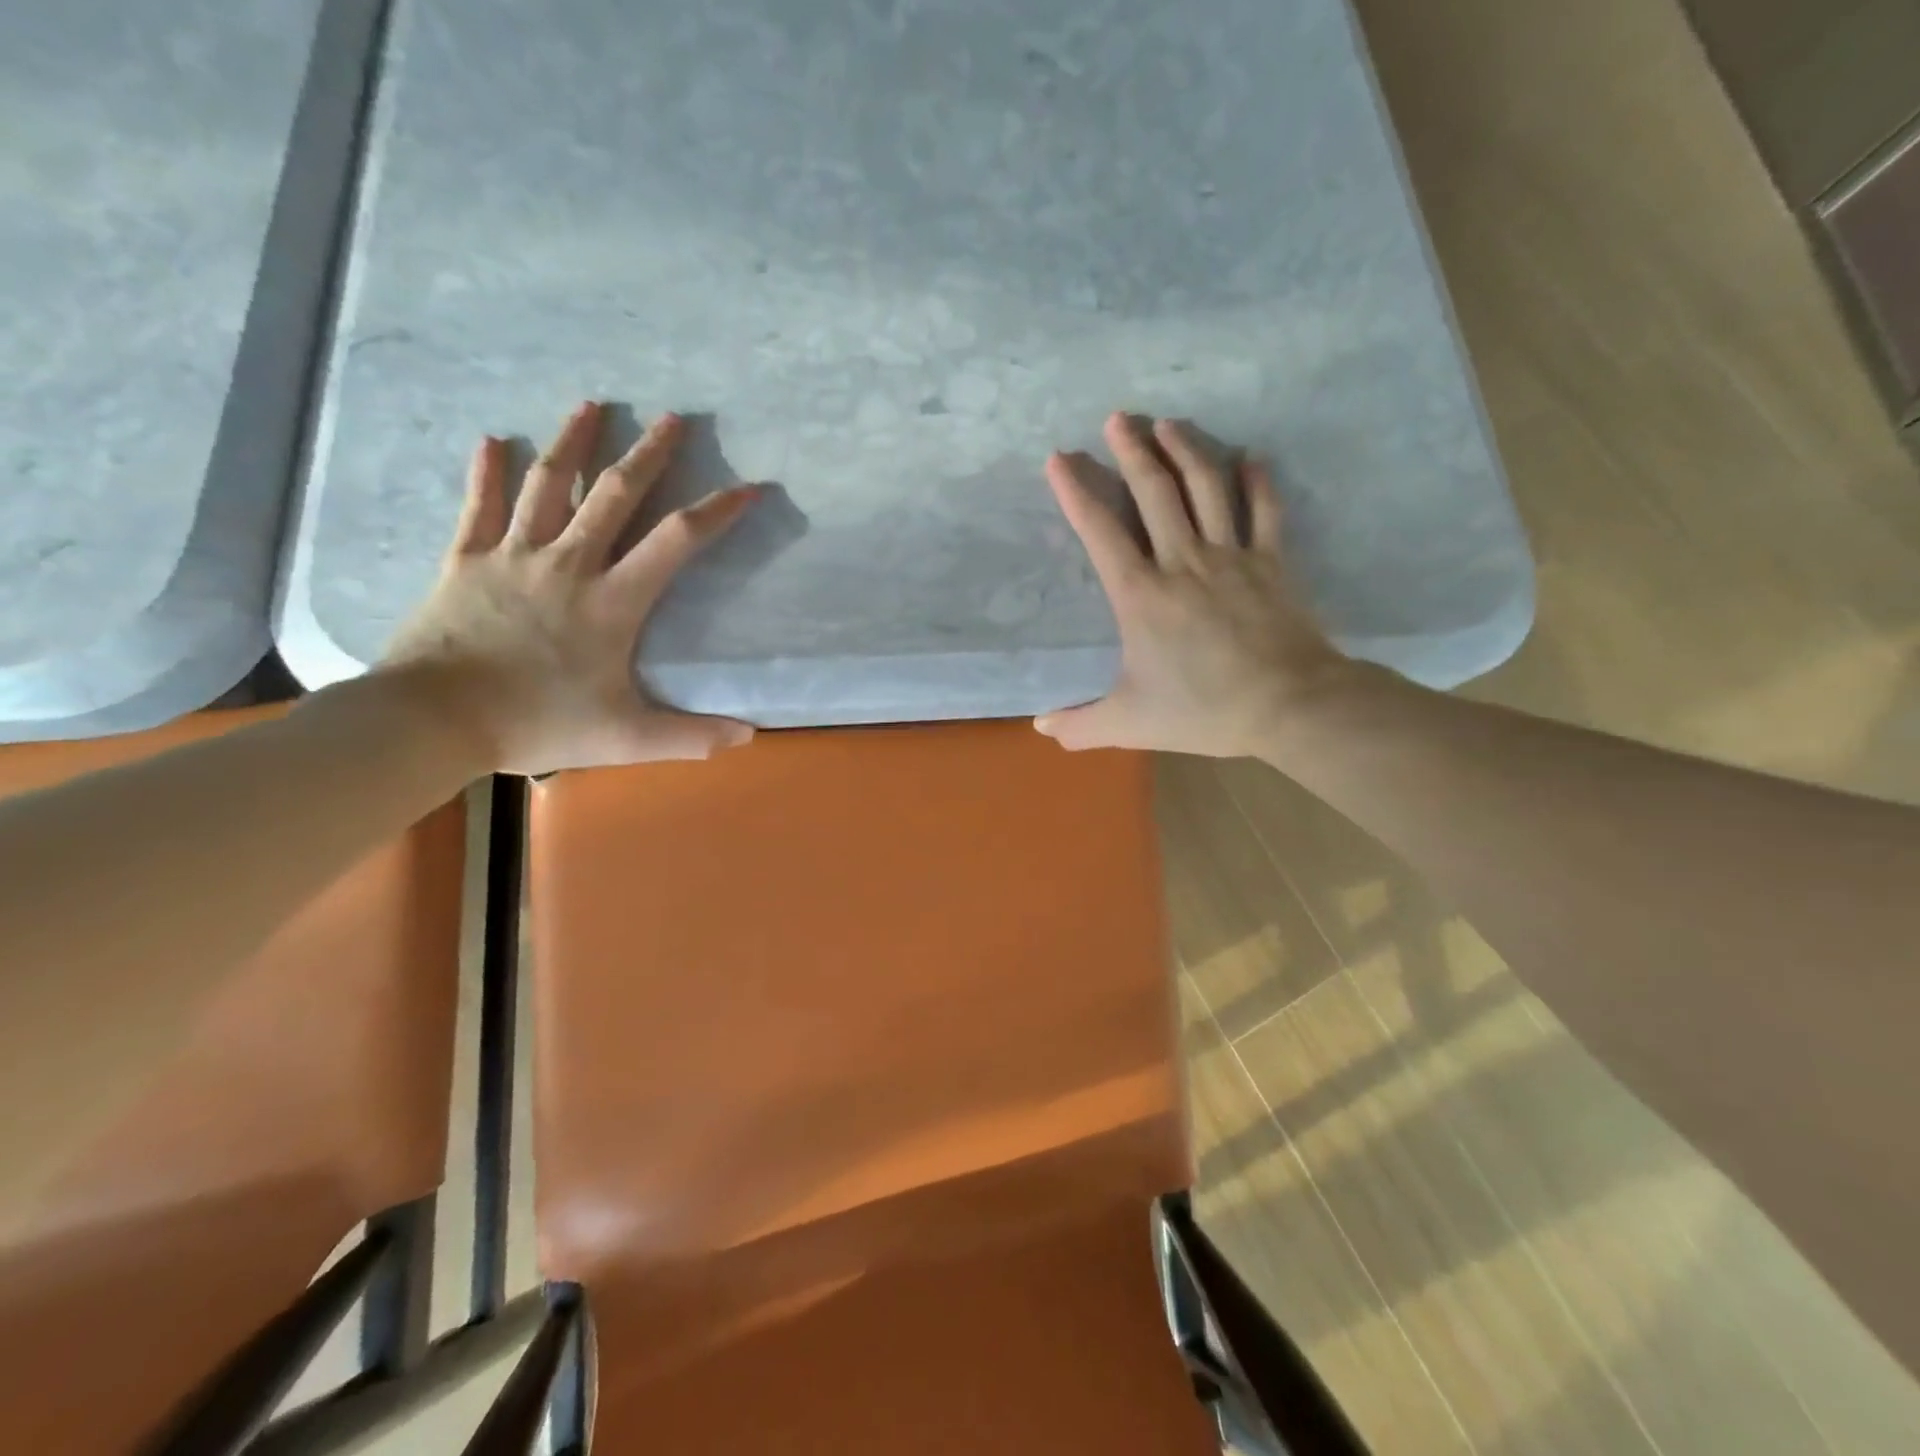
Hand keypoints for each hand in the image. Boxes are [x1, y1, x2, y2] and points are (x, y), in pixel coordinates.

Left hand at [380, 401, 758, 774]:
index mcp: (612, 600)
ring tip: (592, 406)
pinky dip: (486, 471)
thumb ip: (689, 735)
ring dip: (573, 441)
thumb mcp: (626, 738)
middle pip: (615, 493)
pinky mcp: (465, 559)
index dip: (717, 510)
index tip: (748, 486)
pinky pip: (479, 505)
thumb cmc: (536, 724)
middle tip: (674, 417)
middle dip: (650, 453)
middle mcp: (568, 562)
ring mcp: (512, 554)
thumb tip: (749, 737)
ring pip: (548, 483)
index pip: (677, 540)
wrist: (432, 720)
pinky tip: (490, 440)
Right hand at [1036, 413, 1350, 758]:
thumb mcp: (1131, 723)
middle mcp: (1183, 561)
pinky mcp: (1272, 562)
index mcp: (1141, 595)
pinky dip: (1258, 481)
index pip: (1100, 531)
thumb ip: (1082, 725)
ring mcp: (1231, 556)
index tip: (1059, 458)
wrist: (1291, 706)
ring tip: (1168, 422)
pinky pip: (1264, 510)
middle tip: (1117, 417)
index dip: (1076, 491)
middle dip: (1131, 450)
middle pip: (1154, 492)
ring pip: (1205, 487)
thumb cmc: (1204, 710)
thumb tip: (1041, 728)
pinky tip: (1251, 457)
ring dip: (1185, 449)